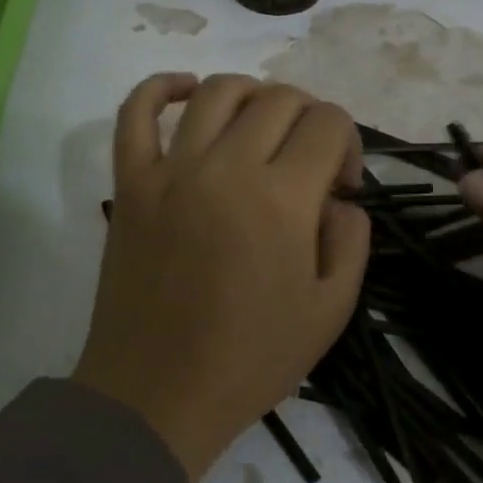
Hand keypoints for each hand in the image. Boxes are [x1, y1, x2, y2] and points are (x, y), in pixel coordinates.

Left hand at [74, 74, 371, 482]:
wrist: (158, 394)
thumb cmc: (250, 359)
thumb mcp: (331, 311)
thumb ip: (351, 240)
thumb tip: (339, 198)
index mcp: (282, 198)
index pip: (328, 123)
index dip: (348, 144)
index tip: (341, 186)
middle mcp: (227, 167)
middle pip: (279, 99)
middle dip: (309, 118)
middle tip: (308, 161)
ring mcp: (171, 170)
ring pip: (217, 92)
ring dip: (252, 95)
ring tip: (262, 126)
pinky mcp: (130, 182)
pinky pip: (134, 113)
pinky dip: (159, 88)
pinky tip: (185, 89)